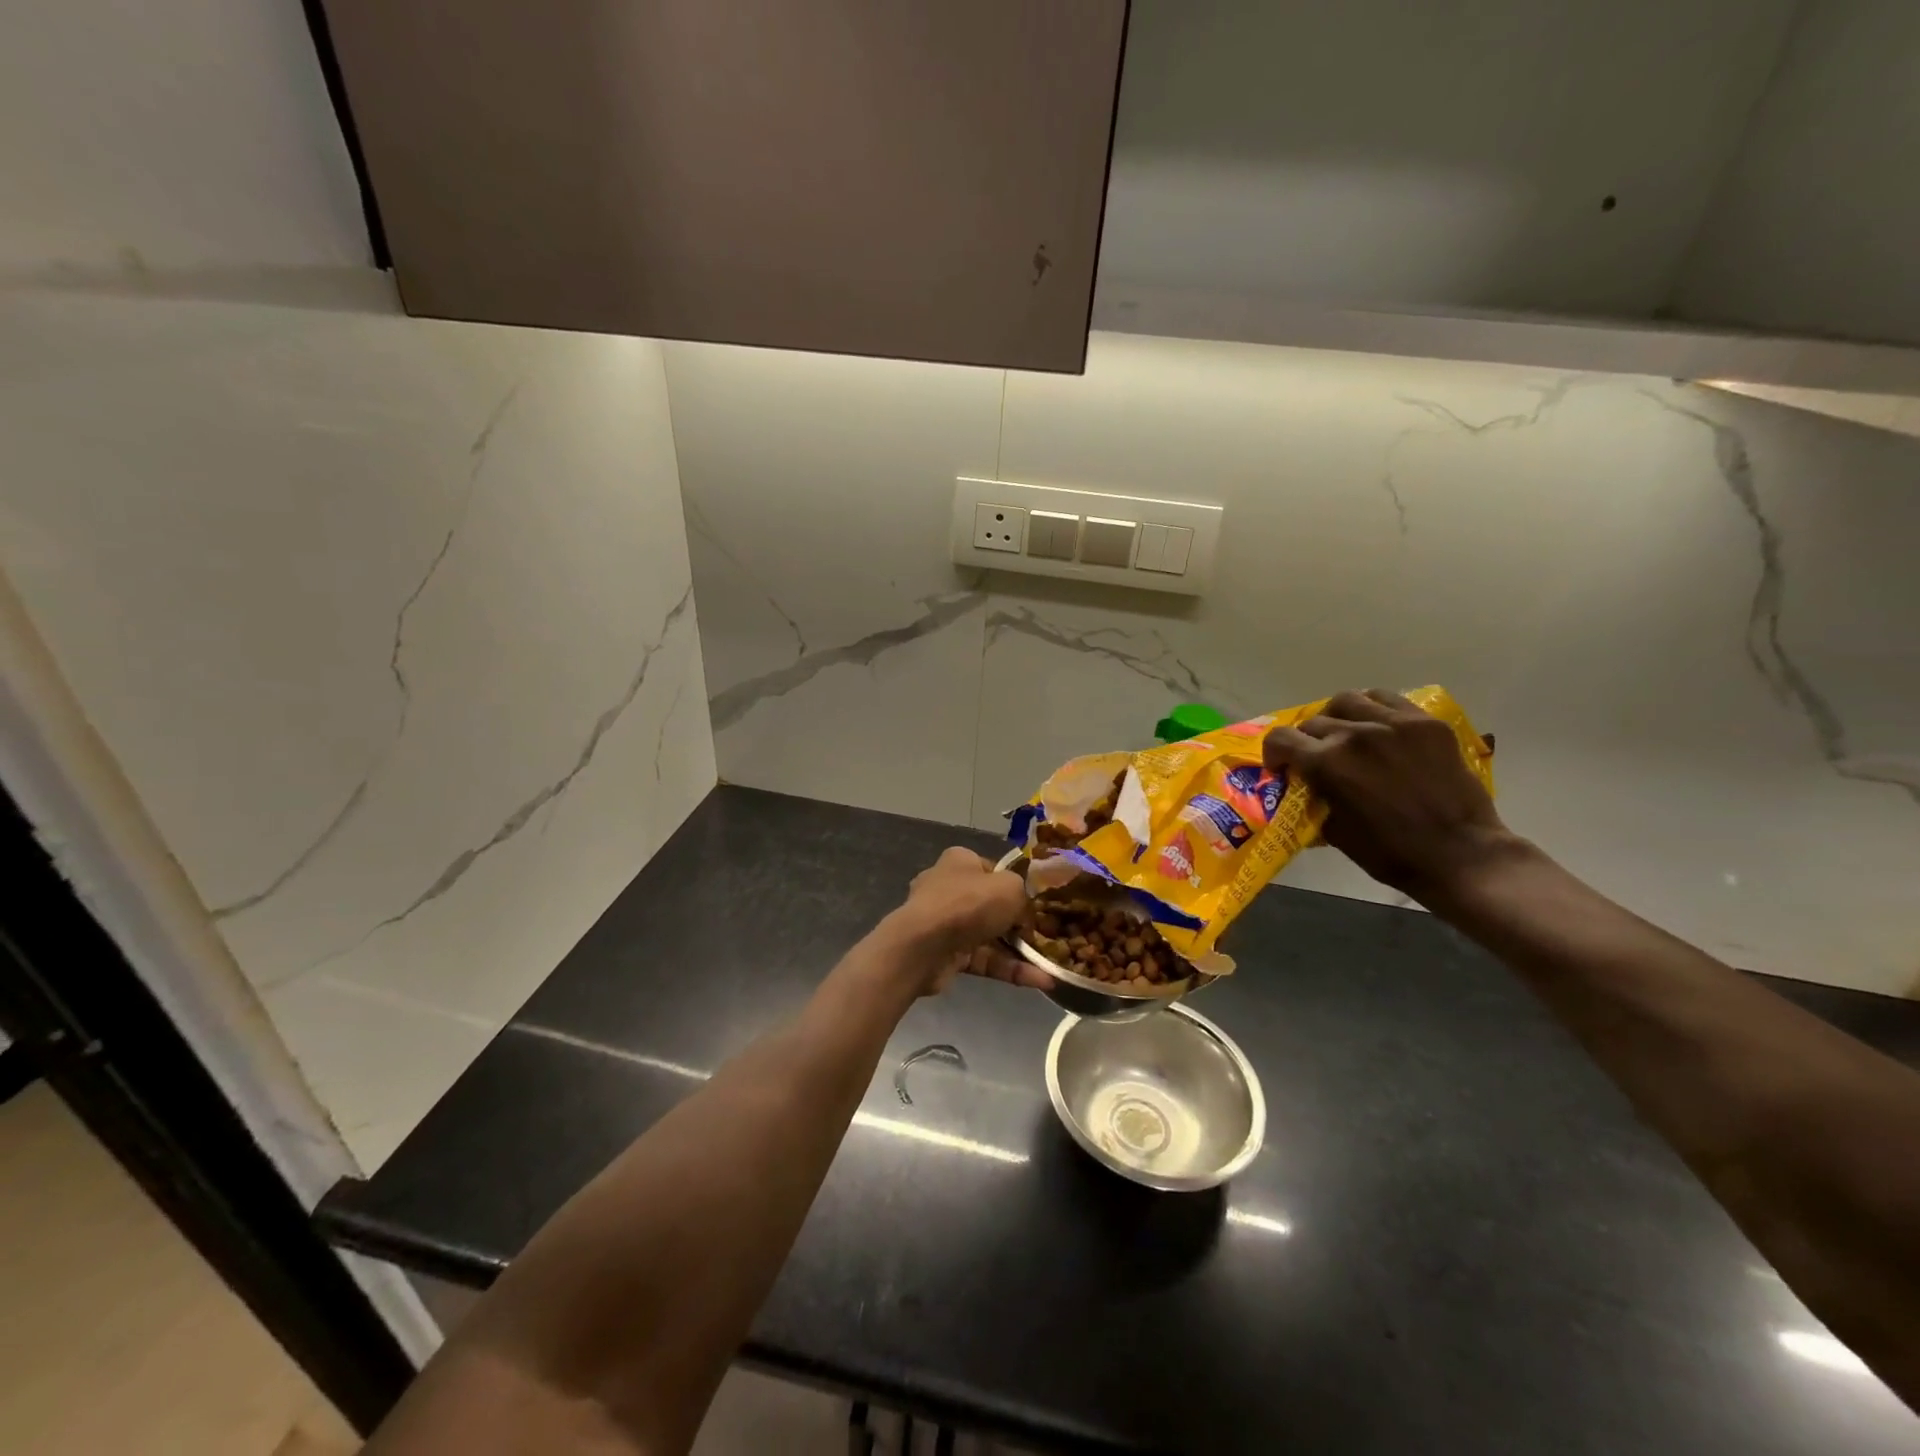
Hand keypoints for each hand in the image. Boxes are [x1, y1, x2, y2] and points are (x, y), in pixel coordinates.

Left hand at [889, 848, 1050, 993]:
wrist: (923, 946)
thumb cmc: (968, 904)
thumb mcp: (1010, 888)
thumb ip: (1023, 894)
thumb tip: (1024, 911)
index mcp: (960, 862)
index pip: (992, 870)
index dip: (1015, 885)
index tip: (1037, 903)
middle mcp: (949, 888)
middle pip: (991, 905)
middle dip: (1019, 923)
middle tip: (1048, 935)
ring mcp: (945, 923)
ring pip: (989, 936)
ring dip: (1020, 951)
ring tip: (1052, 964)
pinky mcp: (946, 955)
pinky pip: (984, 960)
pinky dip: (1009, 969)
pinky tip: (1040, 981)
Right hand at [1262, 689, 1522, 903]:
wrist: (1461, 854)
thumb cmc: (1391, 853)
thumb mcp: (1334, 830)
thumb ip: (1315, 797)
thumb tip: (1306, 786)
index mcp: (1328, 763)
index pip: (1281, 739)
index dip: (1274, 753)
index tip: (1282, 767)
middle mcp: (1356, 733)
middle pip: (1313, 722)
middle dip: (1306, 741)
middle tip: (1316, 758)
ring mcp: (1394, 723)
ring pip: (1347, 700)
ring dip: (1336, 716)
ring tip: (1346, 733)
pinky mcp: (1425, 723)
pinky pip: (1388, 699)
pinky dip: (1373, 708)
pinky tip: (1378, 726)